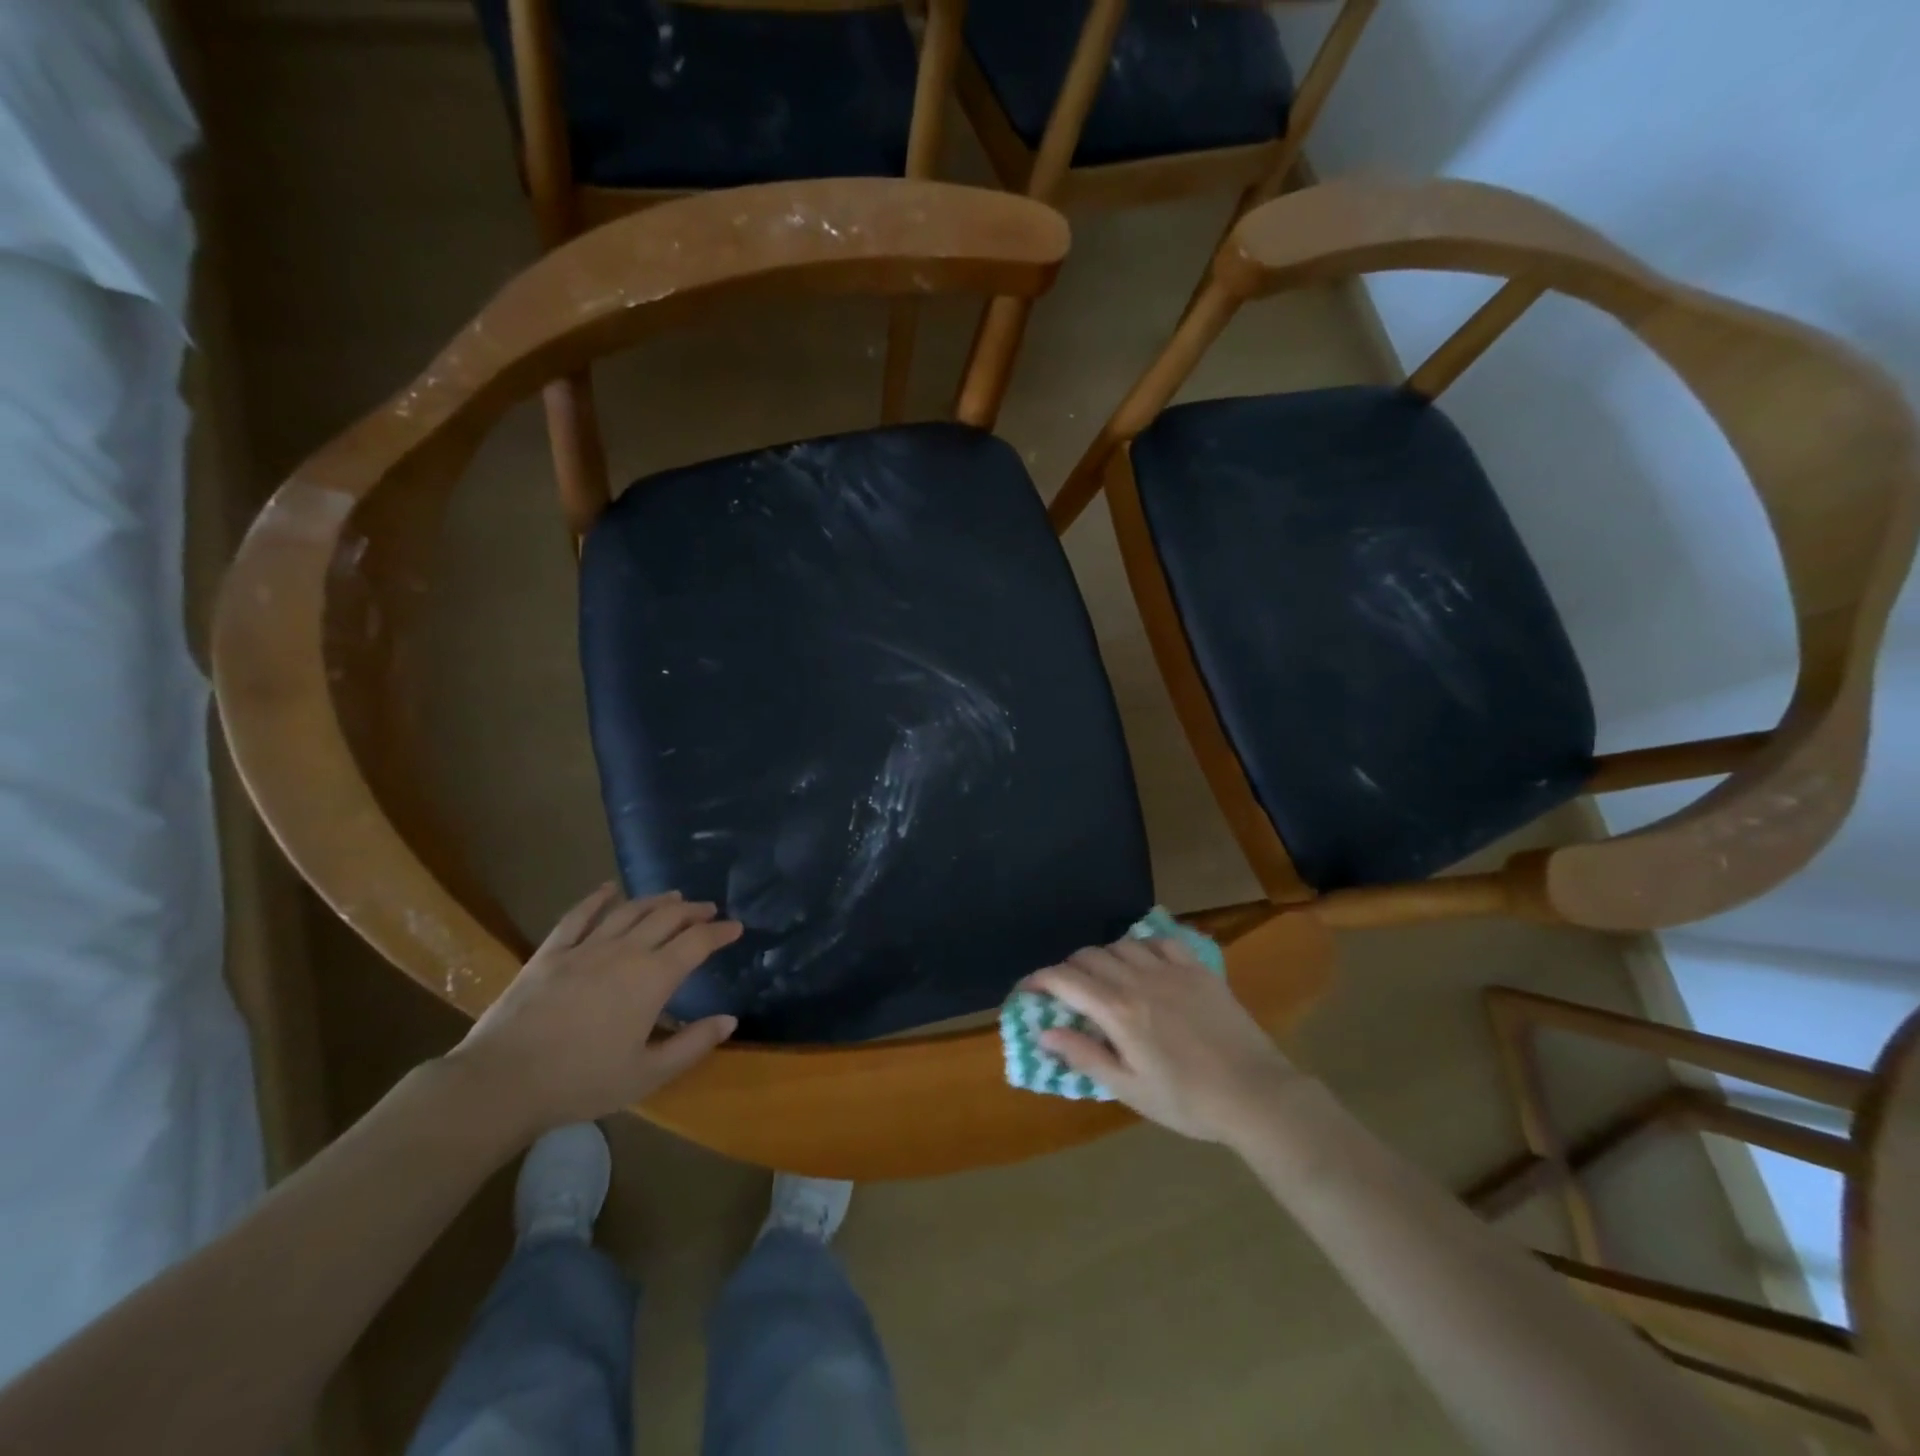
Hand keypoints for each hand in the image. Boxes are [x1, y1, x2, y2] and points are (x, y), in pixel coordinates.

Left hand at [446, 884, 743, 1138]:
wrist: (502, 1082)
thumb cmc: (581, 1082)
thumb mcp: (647, 1075)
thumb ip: (692, 1045)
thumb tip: (730, 1020)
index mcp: (653, 978)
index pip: (697, 943)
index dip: (720, 932)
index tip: (736, 927)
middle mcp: (625, 952)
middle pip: (667, 918)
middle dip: (693, 910)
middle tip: (708, 910)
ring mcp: (585, 948)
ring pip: (629, 911)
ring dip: (655, 900)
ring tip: (672, 897)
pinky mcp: (551, 953)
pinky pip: (579, 916)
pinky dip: (597, 899)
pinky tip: (609, 890)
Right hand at [1025, 936, 1298, 1146]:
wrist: (1255, 1094)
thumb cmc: (1187, 1101)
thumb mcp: (1129, 1089)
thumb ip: (1085, 1056)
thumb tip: (1044, 1032)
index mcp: (1118, 1012)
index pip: (1065, 980)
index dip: (1040, 979)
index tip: (1028, 988)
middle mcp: (1138, 981)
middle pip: (1089, 956)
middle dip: (1069, 969)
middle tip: (1066, 992)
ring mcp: (1171, 970)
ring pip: (1122, 944)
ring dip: (1103, 957)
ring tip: (1104, 978)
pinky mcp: (1198, 969)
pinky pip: (1161, 940)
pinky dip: (1142, 946)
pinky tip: (1144, 963)